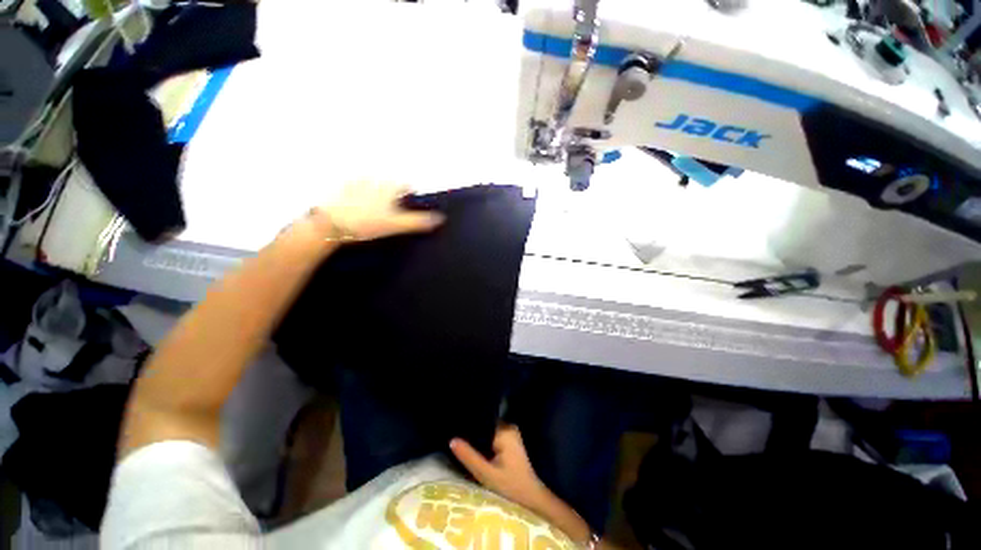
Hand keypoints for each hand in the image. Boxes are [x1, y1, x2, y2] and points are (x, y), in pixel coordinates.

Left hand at [315, 182, 442, 241]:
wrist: (331, 224)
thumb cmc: (367, 224)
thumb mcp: (396, 225)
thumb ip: (418, 221)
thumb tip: (440, 218)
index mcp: (390, 186)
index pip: (407, 185)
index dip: (409, 196)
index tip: (405, 207)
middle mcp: (375, 177)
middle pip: (391, 183)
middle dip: (392, 193)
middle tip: (387, 211)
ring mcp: (356, 179)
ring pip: (373, 182)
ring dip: (375, 192)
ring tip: (369, 209)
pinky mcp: (340, 183)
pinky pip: (354, 184)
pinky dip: (357, 192)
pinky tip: (353, 205)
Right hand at [450, 425, 548, 510]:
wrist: (530, 498)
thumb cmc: (510, 486)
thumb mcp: (486, 474)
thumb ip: (469, 457)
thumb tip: (451, 440)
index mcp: (505, 430)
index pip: (482, 421)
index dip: (469, 427)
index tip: (454, 430)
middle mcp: (509, 427)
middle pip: (485, 426)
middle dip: (472, 433)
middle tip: (456, 439)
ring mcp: (511, 433)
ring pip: (488, 432)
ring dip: (478, 439)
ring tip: (462, 443)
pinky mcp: (510, 441)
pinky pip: (492, 436)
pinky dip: (484, 443)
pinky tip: (475, 450)